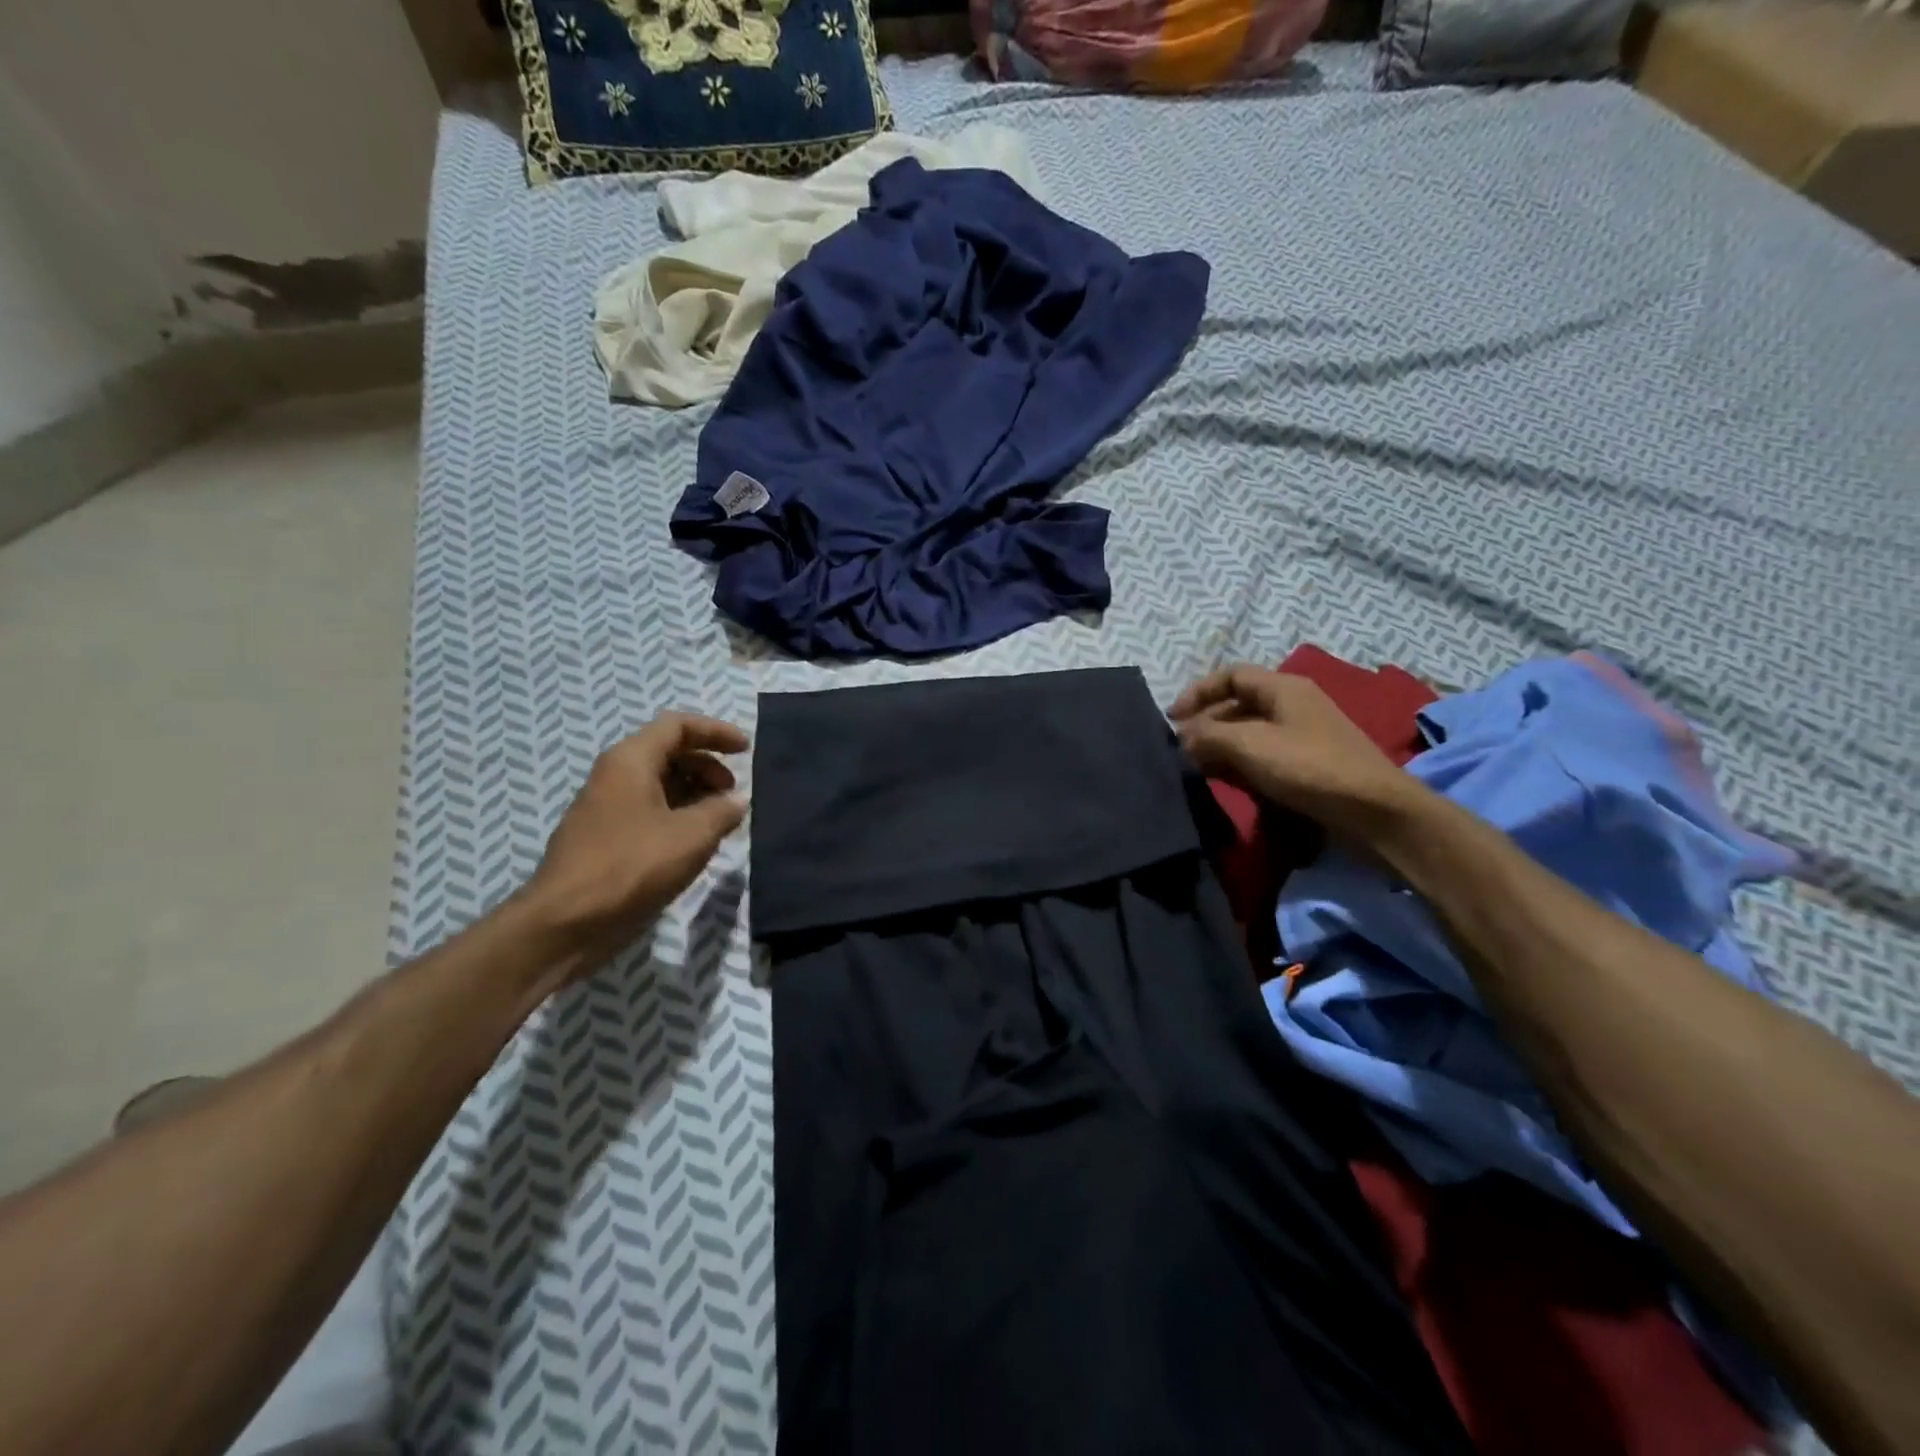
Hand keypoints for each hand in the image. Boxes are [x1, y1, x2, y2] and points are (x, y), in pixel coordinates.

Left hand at [520, 712, 749, 973]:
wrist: (565, 923)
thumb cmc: (631, 867)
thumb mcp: (691, 836)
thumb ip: (722, 811)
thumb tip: (737, 801)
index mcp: (630, 761)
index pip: (677, 725)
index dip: (716, 732)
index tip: (745, 751)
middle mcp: (614, 775)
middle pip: (668, 752)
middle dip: (707, 766)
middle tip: (732, 793)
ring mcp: (605, 807)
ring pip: (658, 783)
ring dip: (694, 793)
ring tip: (719, 821)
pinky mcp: (604, 837)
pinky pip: (648, 810)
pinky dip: (677, 815)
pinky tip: (694, 843)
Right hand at [1170, 665, 1417, 833]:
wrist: (1373, 812)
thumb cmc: (1309, 767)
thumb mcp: (1250, 744)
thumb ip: (1208, 735)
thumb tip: (1183, 737)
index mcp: (1283, 688)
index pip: (1231, 675)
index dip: (1198, 692)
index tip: (1173, 719)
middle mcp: (1292, 705)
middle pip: (1238, 704)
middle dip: (1206, 723)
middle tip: (1181, 749)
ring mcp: (1301, 736)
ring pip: (1248, 732)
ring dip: (1220, 747)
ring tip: (1196, 768)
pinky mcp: (1307, 766)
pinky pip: (1263, 756)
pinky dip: (1239, 764)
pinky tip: (1224, 782)